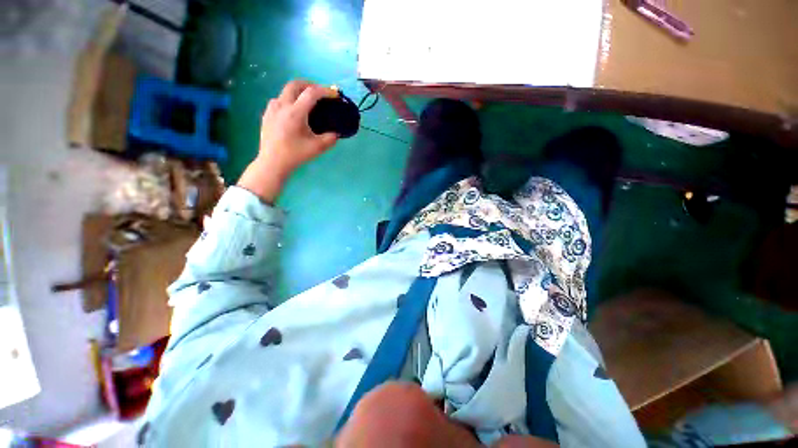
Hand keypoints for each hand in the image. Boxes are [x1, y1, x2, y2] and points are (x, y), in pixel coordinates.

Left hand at [237, 80, 338, 202]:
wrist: (273, 162)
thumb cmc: (295, 154)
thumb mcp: (317, 148)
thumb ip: (330, 138)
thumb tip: (336, 133)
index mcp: (295, 112)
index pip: (312, 93)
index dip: (325, 91)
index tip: (335, 95)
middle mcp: (282, 105)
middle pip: (295, 84)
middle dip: (310, 84)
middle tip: (320, 92)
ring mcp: (272, 108)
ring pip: (286, 91)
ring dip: (299, 91)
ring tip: (308, 102)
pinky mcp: (267, 114)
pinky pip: (279, 100)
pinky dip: (290, 99)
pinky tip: (294, 111)